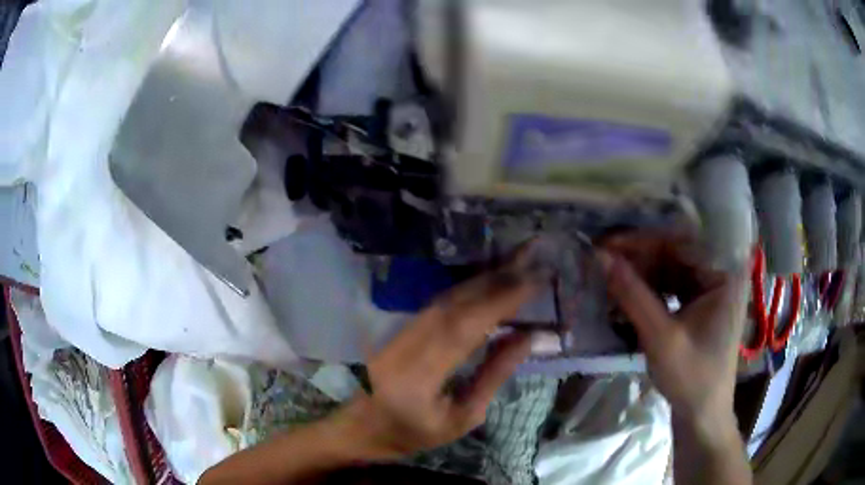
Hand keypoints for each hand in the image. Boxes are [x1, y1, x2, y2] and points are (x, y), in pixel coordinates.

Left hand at [339, 256, 538, 457]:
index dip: (500, 301)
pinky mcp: (399, 330)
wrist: (362, 428)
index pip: (466, 327)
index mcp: (421, 376)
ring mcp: (398, 334)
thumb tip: (526, 336)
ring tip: (515, 262)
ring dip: (482, 279)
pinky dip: (465, 290)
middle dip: (495, 278)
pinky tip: (485, 282)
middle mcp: (406, 345)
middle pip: (455, 303)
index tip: (534, 280)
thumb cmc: (414, 434)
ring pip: (445, 299)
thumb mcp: (462, 418)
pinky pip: (437, 304)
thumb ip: (493, 375)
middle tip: (530, 257)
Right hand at [598, 231, 748, 424]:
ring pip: (670, 268)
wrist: (702, 415)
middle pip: (675, 252)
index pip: (681, 242)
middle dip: (638, 257)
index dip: (642, 240)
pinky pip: (670, 286)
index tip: (606, 244)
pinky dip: (648, 290)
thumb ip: (633, 296)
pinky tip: (626, 295)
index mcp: (724, 274)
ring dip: (640, 273)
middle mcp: (719, 273)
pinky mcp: (698, 304)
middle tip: (601, 260)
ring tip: (608, 276)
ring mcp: (709, 289)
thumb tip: (600, 257)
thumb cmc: (692, 379)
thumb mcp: (661, 339)